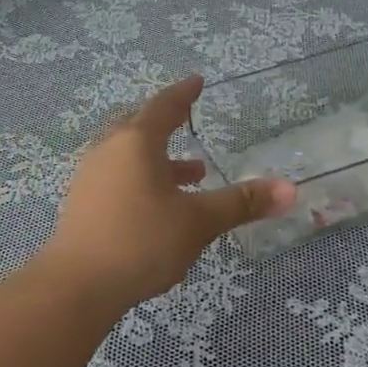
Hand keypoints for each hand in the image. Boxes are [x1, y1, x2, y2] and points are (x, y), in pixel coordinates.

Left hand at [39, 76, 295, 310]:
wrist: (78, 284)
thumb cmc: (142, 241)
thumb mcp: (198, 221)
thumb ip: (241, 203)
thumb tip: (290, 189)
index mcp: (136, 142)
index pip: (164, 106)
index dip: (183, 94)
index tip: (196, 82)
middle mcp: (108, 150)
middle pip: (139, 126)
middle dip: (166, 125)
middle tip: (188, 123)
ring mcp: (90, 176)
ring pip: (128, 155)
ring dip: (159, 159)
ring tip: (193, 174)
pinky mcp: (82, 203)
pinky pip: (117, 176)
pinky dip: (142, 178)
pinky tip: (158, 205)